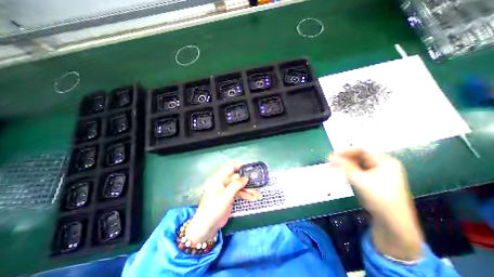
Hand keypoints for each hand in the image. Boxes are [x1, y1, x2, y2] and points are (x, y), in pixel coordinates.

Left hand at [185, 164, 261, 243]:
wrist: (207, 226)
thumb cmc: (214, 208)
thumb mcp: (225, 196)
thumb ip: (236, 185)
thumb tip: (246, 177)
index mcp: (218, 179)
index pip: (229, 168)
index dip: (239, 166)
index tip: (248, 168)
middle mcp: (223, 183)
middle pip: (236, 178)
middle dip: (246, 181)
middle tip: (256, 183)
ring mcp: (227, 190)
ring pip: (239, 186)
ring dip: (248, 190)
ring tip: (257, 194)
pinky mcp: (230, 197)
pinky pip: (239, 193)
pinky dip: (245, 195)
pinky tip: (252, 198)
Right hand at [329, 149, 421, 259]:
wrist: (392, 221)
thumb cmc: (378, 197)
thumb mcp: (358, 179)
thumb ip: (343, 166)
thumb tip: (329, 156)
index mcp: (385, 161)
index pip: (362, 151)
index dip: (346, 151)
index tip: (333, 154)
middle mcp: (384, 165)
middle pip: (360, 157)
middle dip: (345, 159)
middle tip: (332, 161)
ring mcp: (380, 174)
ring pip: (359, 165)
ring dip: (347, 165)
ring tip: (335, 167)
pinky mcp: (375, 181)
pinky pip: (360, 172)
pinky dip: (351, 172)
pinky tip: (344, 174)